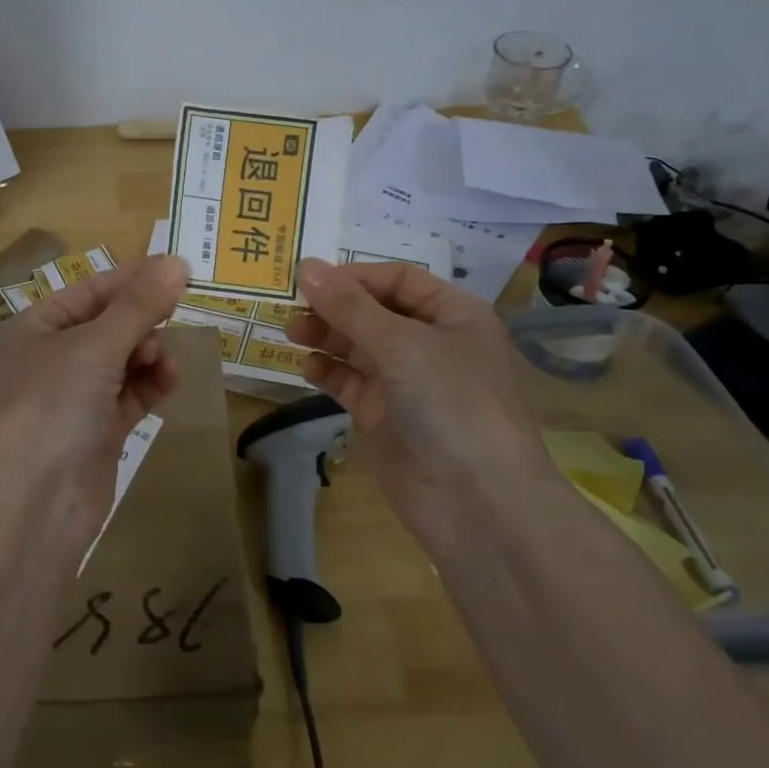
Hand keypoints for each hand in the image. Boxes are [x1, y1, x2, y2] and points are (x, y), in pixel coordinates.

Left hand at [0, 255, 190, 539]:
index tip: (177, 272)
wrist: (32, 507)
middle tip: (171, 321)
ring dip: (149, 355)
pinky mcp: (94, 433)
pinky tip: (169, 383)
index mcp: (32, 330)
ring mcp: (71, 399)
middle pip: (107, 326)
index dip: (132, 279)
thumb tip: (177, 262)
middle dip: (141, 323)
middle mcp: (48, 360)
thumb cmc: (52, 407)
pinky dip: (149, 386)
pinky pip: (128, 396)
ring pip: (122, 362)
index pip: (88, 291)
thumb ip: (139, 305)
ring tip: (165, 363)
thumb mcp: (95, 346)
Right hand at [285, 259, 556, 548]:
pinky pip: (350, 382)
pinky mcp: (383, 416)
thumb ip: (349, 306)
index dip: (356, 276)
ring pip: (358, 346)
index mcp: (453, 315)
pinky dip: (328, 372)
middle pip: (374, 311)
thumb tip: (306, 266)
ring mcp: (406, 382)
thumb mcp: (401, 343)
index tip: (311, 279)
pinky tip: (307, 368)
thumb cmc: (451, 401)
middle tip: (293, 307)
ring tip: (292, 332)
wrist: (475, 501)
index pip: (398, 279)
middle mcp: (430, 343)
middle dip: (335, 306)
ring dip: (326, 335)